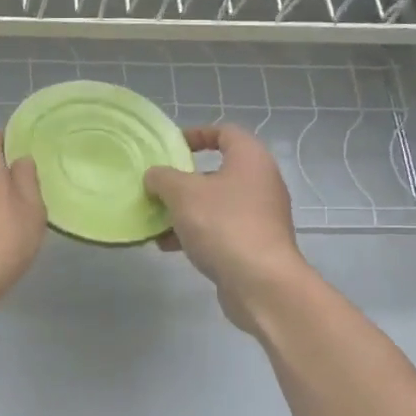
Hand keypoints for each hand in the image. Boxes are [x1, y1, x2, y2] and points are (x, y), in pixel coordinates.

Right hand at [144, 126, 309, 332]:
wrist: (261, 282)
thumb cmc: (223, 224)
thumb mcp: (182, 193)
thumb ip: (163, 177)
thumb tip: (155, 175)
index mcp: (250, 160)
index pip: (225, 132)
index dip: (197, 134)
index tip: (171, 147)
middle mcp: (261, 183)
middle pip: (217, 171)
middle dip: (183, 180)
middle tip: (158, 187)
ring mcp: (260, 216)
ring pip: (215, 204)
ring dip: (184, 210)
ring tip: (156, 221)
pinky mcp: (254, 244)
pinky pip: (219, 229)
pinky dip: (195, 233)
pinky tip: (168, 246)